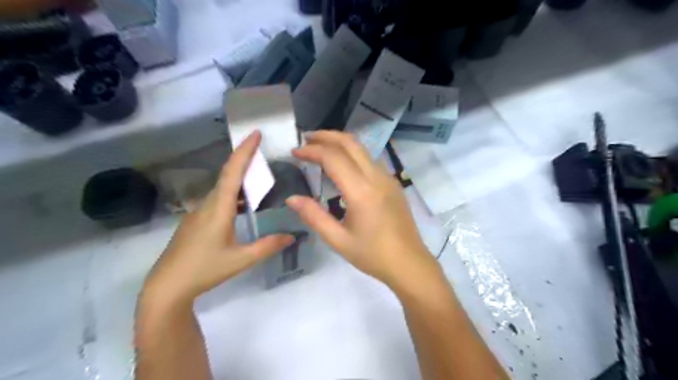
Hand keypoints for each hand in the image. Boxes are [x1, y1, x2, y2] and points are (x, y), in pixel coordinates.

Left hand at [146, 132, 294, 304]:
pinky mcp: (195, 221)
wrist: (167, 286)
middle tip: (262, 150)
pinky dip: (232, 193)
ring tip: (258, 176)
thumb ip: (268, 246)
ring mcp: (198, 212)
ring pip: (221, 188)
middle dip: (244, 159)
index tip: (255, 134)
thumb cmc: (204, 270)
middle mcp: (207, 204)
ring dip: (239, 177)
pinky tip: (242, 205)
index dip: (244, 152)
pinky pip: (217, 199)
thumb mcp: (241, 259)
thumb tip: (292, 236)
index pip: (232, 173)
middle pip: (226, 175)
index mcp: (218, 209)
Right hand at [284, 130, 439, 288]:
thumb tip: (292, 198)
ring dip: (340, 143)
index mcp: (361, 191)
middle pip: (350, 143)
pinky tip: (342, 166)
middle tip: (306, 139)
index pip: (333, 158)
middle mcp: (377, 177)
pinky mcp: (393, 183)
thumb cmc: (373, 255)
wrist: (409, 263)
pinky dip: (352, 154)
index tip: (295, 152)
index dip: (311, 150)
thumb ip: (314, 216)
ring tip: (320, 148)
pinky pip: (370, 160)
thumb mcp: (338, 240)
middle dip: (326, 136)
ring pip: (362, 149)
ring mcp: (388, 178)